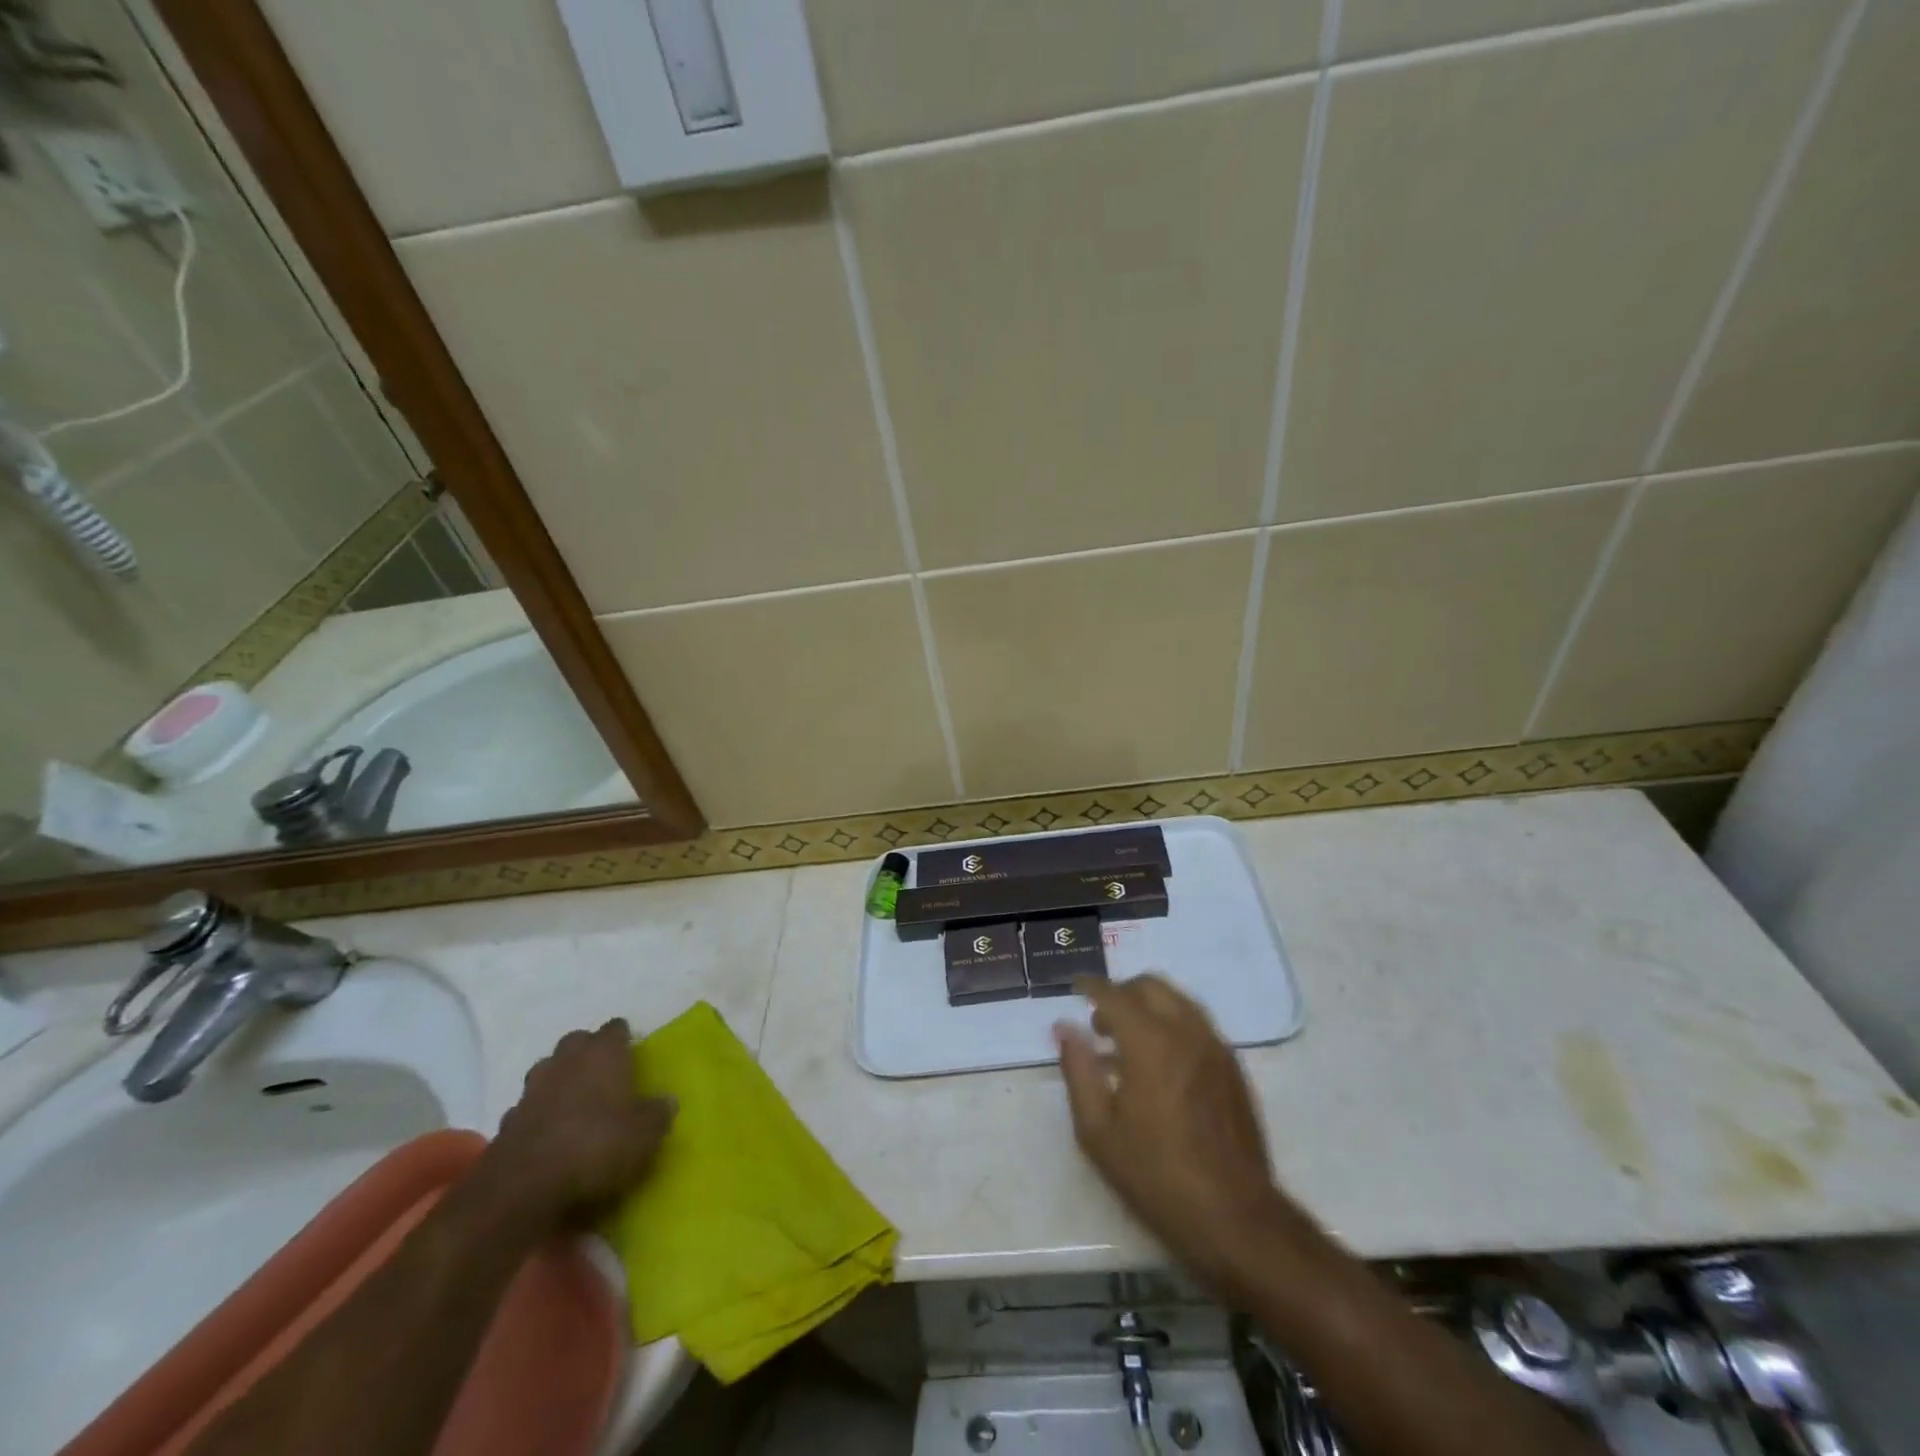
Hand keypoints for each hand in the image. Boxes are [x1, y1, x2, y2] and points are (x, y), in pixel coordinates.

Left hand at [477, 1019, 675, 1235]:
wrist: (523, 1191)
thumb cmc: (596, 1147)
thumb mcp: (645, 1135)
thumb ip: (658, 1113)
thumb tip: (666, 1100)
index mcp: (603, 1053)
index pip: (616, 1029)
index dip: (625, 1038)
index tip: (634, 1052)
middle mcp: (566, 1061)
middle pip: (577, 1042)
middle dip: (588, 1052)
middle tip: (604, 1072)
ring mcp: (531, 1090)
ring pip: (548, 1070)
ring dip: (560, 1080)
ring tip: (575, 1101)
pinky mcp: (506, 1123)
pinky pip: (528, 1108)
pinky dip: (538, 1115)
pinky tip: (548, 1134)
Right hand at [1056, 976, 1307, 1293]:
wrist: (1233, 1216)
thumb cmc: (1155, 1175)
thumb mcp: (1098, 1130)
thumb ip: (1078, 1070)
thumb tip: (1064, 1027)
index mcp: (1149, 1042)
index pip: (1114, 994)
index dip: (1091, 986)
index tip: (1075, 988)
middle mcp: (1186, 1031)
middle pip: (1151, 986)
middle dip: (1122, 992)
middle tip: (1100, 1021)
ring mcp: (1215, 1047)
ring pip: (1178, 1001)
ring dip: (1149, 1006)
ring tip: (1128, 1040)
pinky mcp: (1233, 1067)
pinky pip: (1198, 1025)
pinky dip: (1173, 1024)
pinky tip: (1160, 1062)